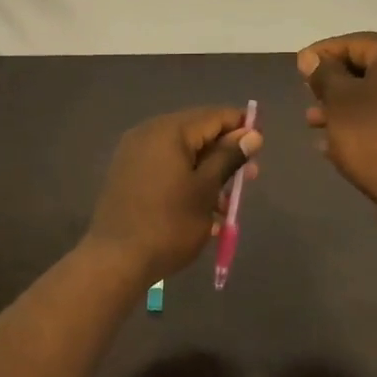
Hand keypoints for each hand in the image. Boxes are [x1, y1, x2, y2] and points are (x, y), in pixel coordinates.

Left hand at [84, 106, 262, 280]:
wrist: (115, 260)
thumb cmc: (168, 224)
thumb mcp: (206, 190)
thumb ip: (229, 157)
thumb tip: (252, 134)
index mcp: (169, 131)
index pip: (214, 116)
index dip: (241, 126)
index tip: (261, 145)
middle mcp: (148, 133)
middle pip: (197, 132)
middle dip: (225, 152)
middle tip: (249, 177)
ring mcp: (133, 153)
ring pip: (181, 152)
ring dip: (207, 170)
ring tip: (226, 202)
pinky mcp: (127, 173)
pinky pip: (164, 165)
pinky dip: (185, 178)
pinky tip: (200, 205)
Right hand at [297, 32, 376, 208]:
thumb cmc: (371, 134)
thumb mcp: (339, 100)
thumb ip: (322, 74)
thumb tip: (310, 57)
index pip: (353, 42)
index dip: (321, 53)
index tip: (297, 67)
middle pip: (364, 67)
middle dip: (331, 82)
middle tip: (306, 94)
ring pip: (371, 94)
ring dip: (340, 105)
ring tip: (312, 121)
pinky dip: (357, 121)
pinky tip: (330, 141)